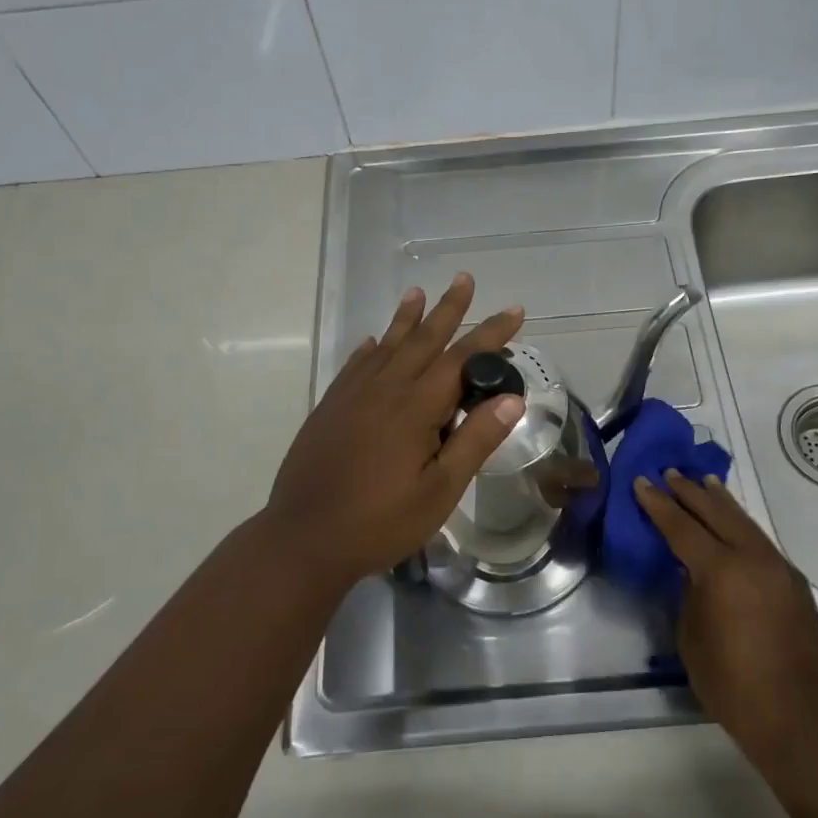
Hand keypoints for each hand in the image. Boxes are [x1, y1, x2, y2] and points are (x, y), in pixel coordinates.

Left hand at [266, 273, 524, 585]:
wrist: (304, 538)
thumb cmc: (380, 522)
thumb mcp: (440, 491)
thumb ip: (475, 441)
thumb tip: (511, 398)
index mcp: (415, 408)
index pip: (461, 358)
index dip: (490, 334)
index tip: (514, 311)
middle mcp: (384, 389)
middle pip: (423, 340)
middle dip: (448, 309)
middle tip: (464, 278)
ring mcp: (352, 396)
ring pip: (387, 346)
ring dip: (406, 318)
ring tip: (418, 292)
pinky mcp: (330, 408)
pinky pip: (355, 366)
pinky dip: (369, 349)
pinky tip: (374, 342)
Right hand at [634, 470, 817, 770]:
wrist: (798, 717)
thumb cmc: (731, 683)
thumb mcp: (690, 636)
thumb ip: (687, 593)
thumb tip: (690, 571)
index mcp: (720, 570)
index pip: (681, 526)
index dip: (658, 504)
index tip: (641, 482)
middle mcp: (752, 558)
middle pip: (716, 513)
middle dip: (690, 492)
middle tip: (670, 473)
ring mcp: (778, 567)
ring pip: (743, 521)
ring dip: (720, 501)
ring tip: (704, 482)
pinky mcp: (794, 582)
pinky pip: (760, 541)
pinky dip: (740, 525)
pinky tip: (733, 524)